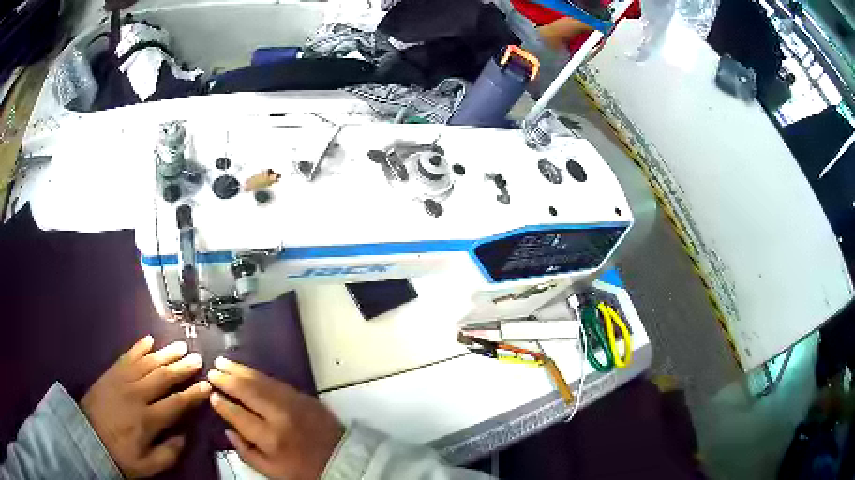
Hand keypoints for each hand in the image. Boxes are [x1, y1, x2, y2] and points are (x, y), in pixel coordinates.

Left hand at [81, 335, 211, 477]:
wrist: (87, 437)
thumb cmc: (119, 455)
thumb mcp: (147, 466)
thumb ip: (168, 453)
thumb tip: (183, 435)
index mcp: (147, 419)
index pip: (176, 403)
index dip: (192, 394)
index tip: (206, 385)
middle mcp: (136, 394)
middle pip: (162, 377)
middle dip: (182, 367)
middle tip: (197, 358)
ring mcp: (121, 380)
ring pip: (147, 362)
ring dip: (165, 353)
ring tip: (180, 346)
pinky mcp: (110, 373)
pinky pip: (127, 356)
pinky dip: (139, 347)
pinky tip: (149, 340)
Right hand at [207, 357, 343, 479]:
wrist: (343, 459)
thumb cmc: (304, 470)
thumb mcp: (272, 472)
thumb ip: (246, 453)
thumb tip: (228, 430)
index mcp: (271, 438)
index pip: (238, 415)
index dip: (223, 404)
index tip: (211, 395)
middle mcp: (280, 415)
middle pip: (248, 391)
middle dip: (227, 379)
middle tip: (212, 371)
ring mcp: (294, 402)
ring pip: (261, 381)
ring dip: (240, 370)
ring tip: (223, 362)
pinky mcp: (304, 396)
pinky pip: (276, 381)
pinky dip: (258, 374)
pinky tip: (247, 370)